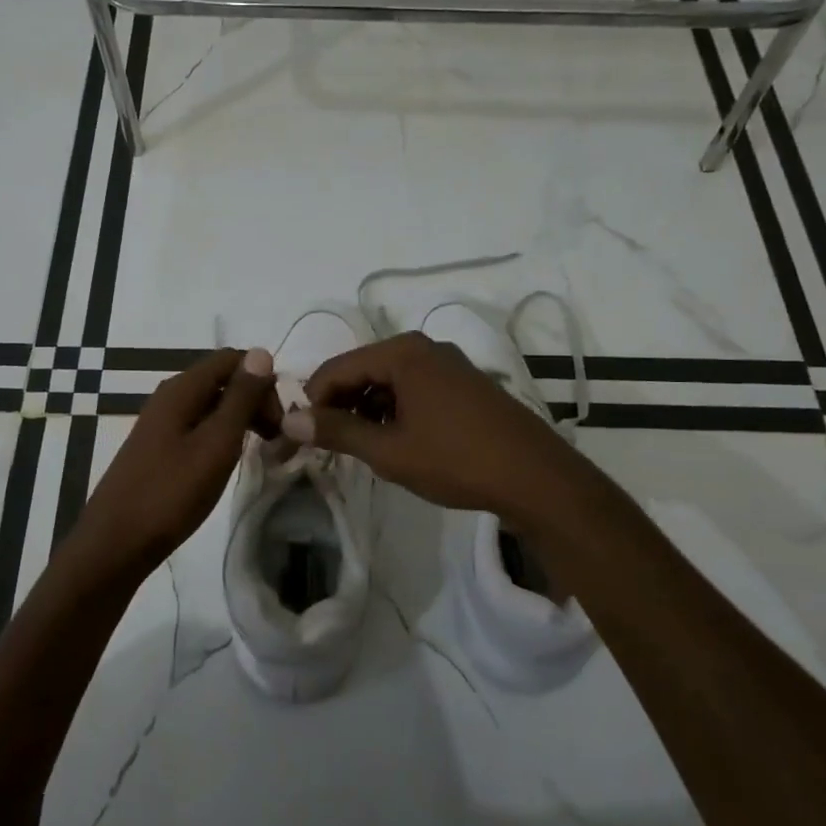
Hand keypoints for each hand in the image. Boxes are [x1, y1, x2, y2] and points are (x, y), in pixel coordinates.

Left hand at [66, 347, 278, 589]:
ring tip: (261, 450)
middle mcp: (169, 397)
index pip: (232, 359)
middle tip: (277, 439)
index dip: (263, 380)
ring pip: (211, 405)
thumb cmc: (171, 493)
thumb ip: (240, 398)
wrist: (115, 543)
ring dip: (240, 419)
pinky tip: (228, 461)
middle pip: (222, 380)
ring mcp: (161, 423)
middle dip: (254, 400)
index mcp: (181, 389)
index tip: (282, 417)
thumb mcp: (216, 444)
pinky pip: (198, 427)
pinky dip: (220, 436)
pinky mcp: (158, 448)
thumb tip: (261, 353)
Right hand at [283, 332, 573, 522]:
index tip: (303, 436)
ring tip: (363, 448)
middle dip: (341, 405)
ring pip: (388, 380)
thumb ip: (337, 431)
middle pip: (362, 369)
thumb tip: (290, 420)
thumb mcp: (389, 450)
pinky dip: (395, 410)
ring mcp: (448, 363)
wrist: (536, 478)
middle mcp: (424, 347)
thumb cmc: (456, 460)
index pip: (336, 368)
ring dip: (368, 409)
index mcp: (402, 352)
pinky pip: (413, 387)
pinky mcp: (464, 382)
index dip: (313, 402)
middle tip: (330, 445)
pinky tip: (397, 440)